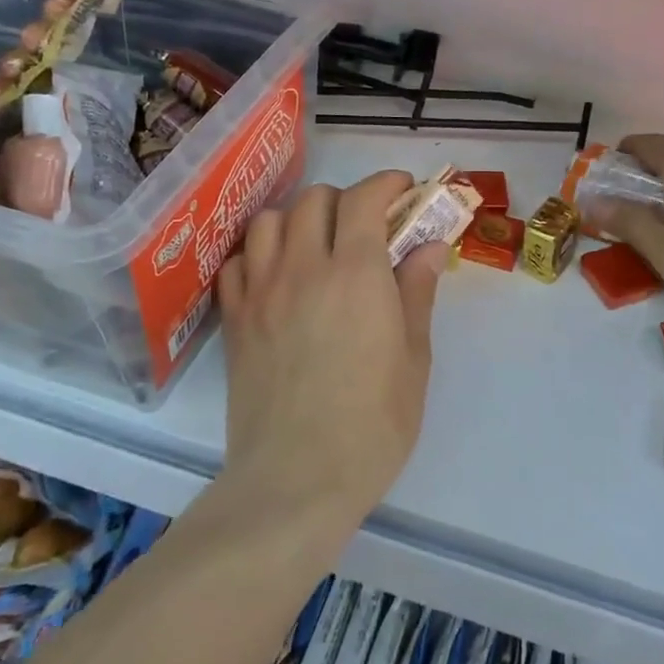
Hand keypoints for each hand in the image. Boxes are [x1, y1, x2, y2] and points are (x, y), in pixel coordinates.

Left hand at [217, 171, 447, 532]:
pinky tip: (276, 276)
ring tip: (315, 244)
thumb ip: (417, 292)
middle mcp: (303, 267)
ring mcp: (261, 291)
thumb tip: (427, 246)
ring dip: (297, 218)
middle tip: (365, 226)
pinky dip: (258, 254)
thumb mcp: (414, 357)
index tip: (404, 190)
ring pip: (269, 220)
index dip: (386, 183)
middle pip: (314, 199)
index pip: (364, 198)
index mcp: (355, 272)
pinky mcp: (235, 320)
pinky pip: (237, 262)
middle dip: (345, 199)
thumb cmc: (373, 423)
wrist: (297, 479)